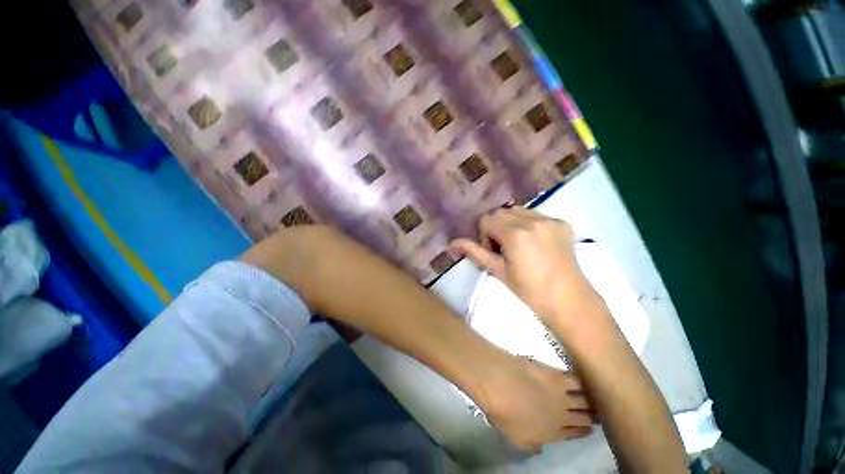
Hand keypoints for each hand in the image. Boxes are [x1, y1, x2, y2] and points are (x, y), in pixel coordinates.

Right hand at [449, 207, 601, 325]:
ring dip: (511, 224)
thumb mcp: (497, 271)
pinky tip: (536, 243)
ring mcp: (550, 219)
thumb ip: (474, 252)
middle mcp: (533, 220)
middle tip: (505, 250)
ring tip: (520, 245)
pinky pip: (536, 215)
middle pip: (500, 212)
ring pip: (518, 211)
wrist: (569, 300)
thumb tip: (452, 243)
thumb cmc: (529, 290)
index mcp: (515, 234)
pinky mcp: (562, 222)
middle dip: (496, 228)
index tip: (494, 253)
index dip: (485, 236)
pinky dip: (529, 224)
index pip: (486, 219)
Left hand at [473, 355, 594, 451]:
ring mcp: (561, 395)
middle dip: (593, 416)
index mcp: (552, 433)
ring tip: (599, 397)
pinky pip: (576, 380)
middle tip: (600, 413)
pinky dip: (583, 380)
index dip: (582, 431)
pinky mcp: (556, 375)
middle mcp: (562, 415)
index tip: (590, 429)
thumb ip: (530, 445)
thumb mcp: (516, 439)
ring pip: (584, 399)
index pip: (572, 433)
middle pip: (583, 417)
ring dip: (592, 400)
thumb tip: (539, 448)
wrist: (502, 385)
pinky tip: (587, 377)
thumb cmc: (504, 414)